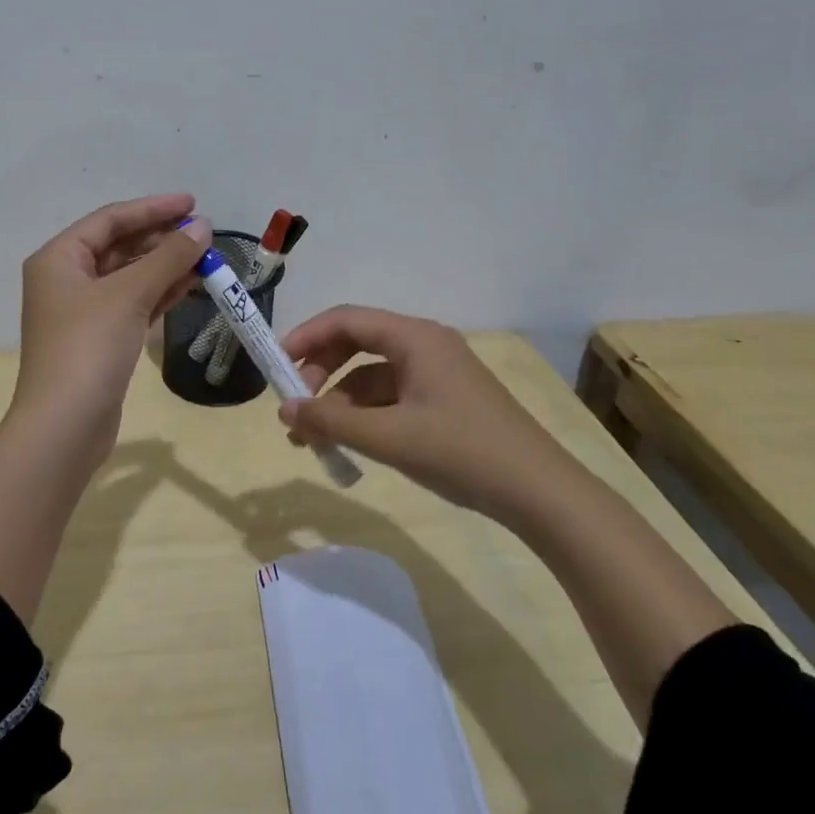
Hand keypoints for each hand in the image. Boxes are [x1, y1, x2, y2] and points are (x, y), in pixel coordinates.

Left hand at [9, 195, 212, 469]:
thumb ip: (168, 257)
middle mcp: (66, 279)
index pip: (111, 220)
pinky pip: (133, 304)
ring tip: (206, 257)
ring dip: (165, 266)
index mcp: (59, 258)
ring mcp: (82, 312)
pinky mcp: (99, 340)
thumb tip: (203, 227)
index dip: (153, 209)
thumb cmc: (88, 347)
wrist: (64, 426)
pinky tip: (190, 285)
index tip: (192, 203)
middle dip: (161, 238)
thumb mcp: (129, 294)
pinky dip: (159, 293)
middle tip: (204, 233)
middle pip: (119, 246)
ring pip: (129, 277)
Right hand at [277, 306, 567, 516]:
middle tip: (295, 406)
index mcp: (414, 337)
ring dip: (340, 401)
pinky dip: (365, 415)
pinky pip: (391, 396)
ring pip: (372, 375)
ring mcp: (437, 372)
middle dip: (320, 371)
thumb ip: (331, 421)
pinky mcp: (445, 399)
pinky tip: (351, 444)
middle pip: (357, 343)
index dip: (306, 337)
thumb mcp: (388, 437)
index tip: (275, 365)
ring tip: (315, 439)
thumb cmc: (461, 452)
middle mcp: (424, 344)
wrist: (540, 493)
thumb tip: (285, 411)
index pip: (346, 320)